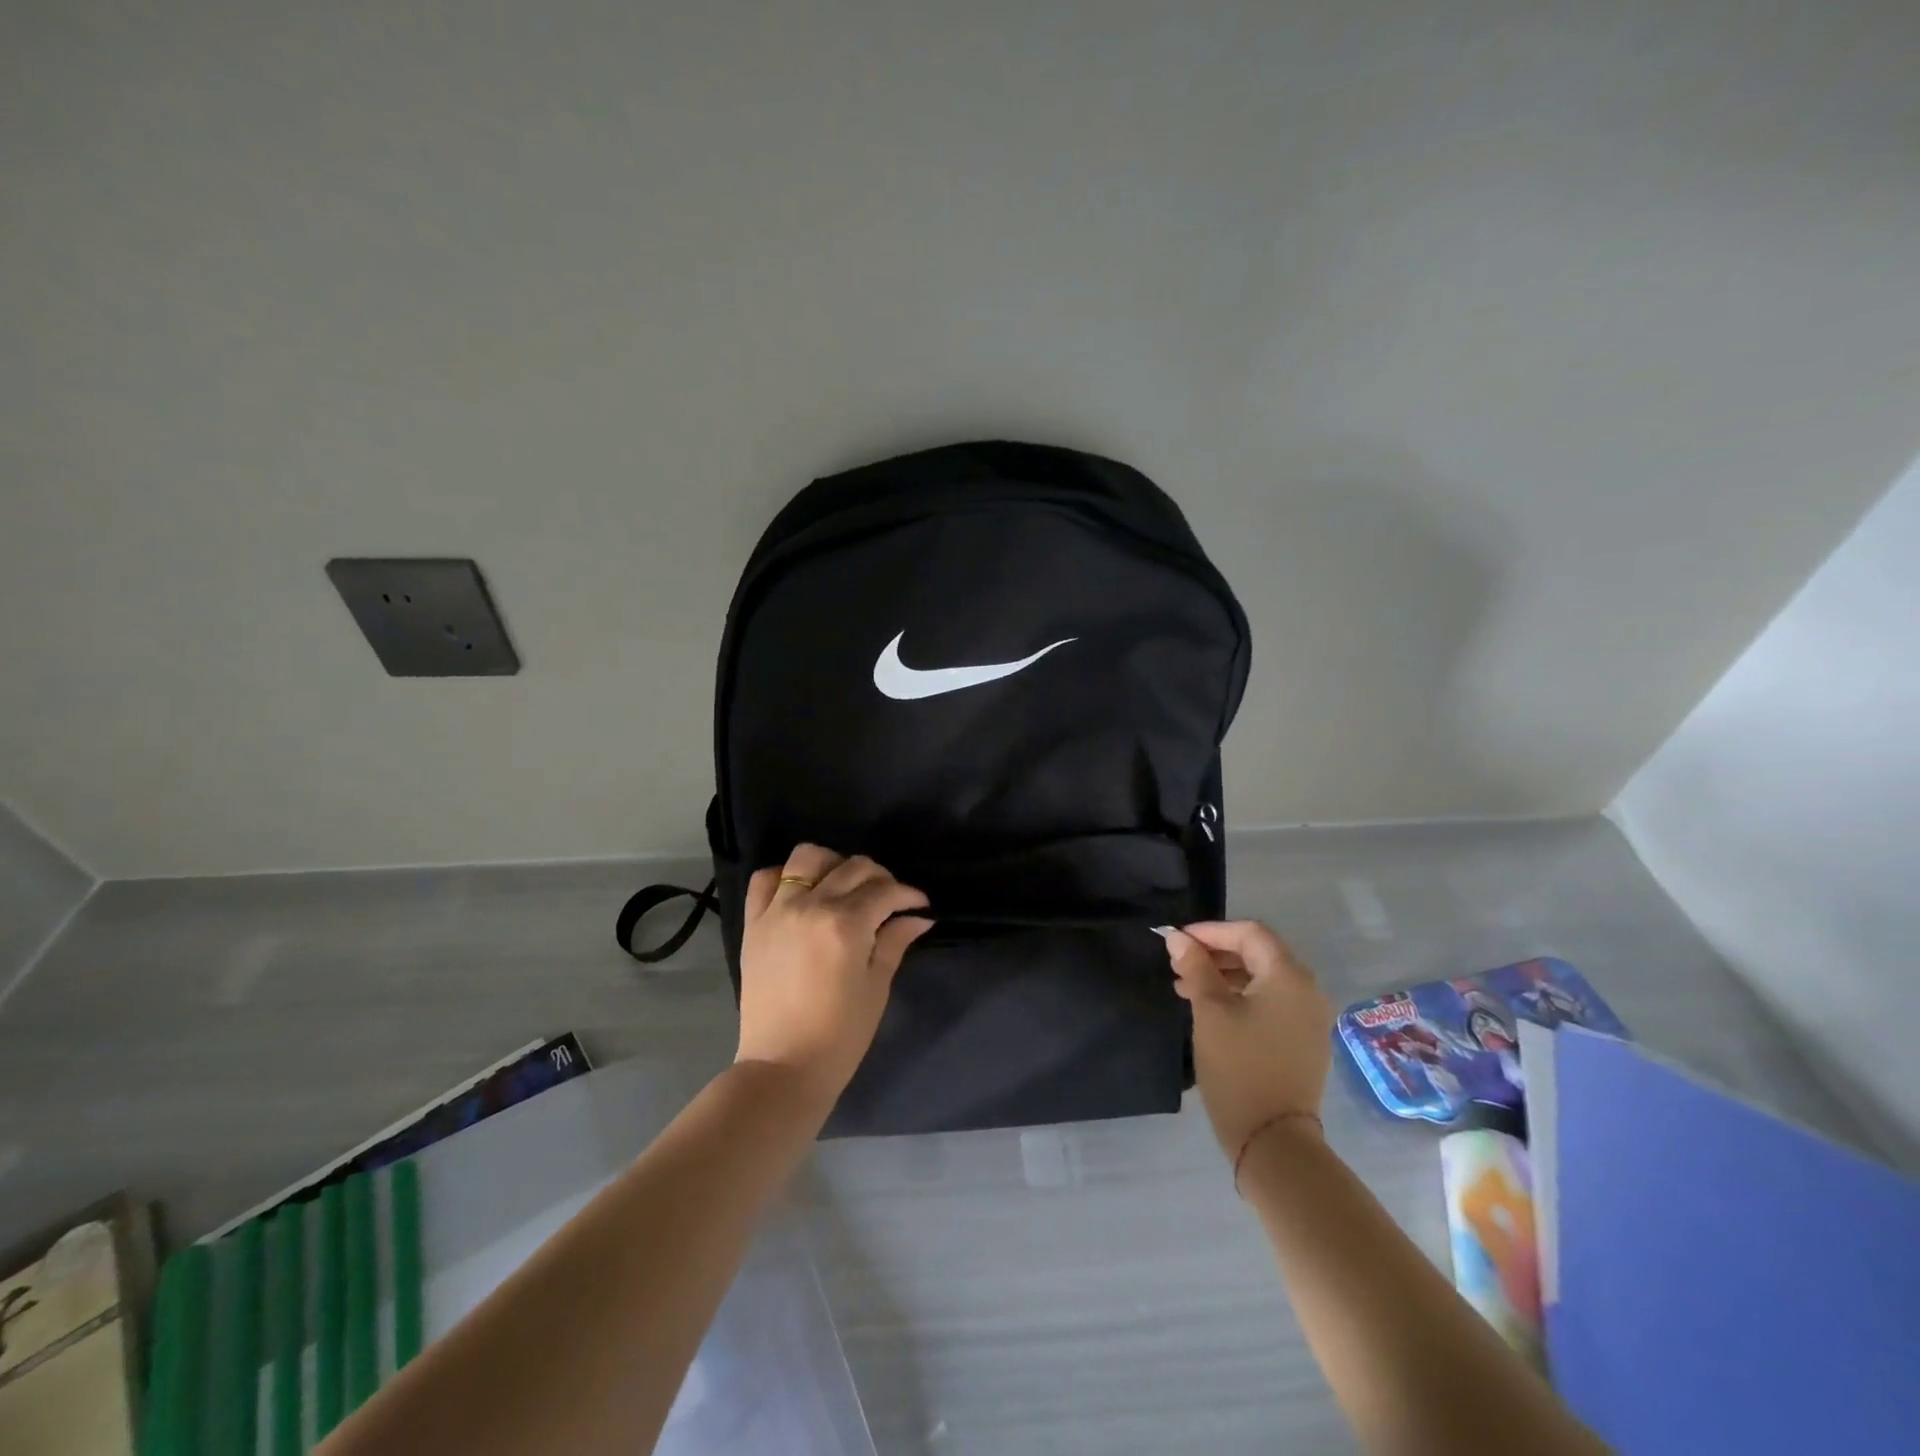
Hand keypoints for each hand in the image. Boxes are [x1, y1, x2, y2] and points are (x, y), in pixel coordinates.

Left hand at [735, 844, 932, 1104]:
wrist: (782, 1067)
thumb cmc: (840, 1034)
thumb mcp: (876, 986)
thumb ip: (894, 942)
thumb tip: (919, 917)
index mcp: (846, 925)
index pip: (884, 891)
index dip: (908, 894)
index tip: (919, 905)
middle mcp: (811, 906)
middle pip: (853, 868)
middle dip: (880, 877)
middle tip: (889, 899)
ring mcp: (777, 911)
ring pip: (807, 857)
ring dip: (833, 864)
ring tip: (843, 886)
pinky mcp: (753, 923)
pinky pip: (764, 879)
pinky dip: (785, 876)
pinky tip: (801, 892)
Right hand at [1162, 921, 1332, 1157]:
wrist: (1273, 1141)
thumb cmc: (1239, 1066)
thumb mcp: (1209, 1011)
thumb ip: (1195, 968)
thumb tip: (1179, 939)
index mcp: (1289, 976)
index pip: (1250, 933)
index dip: (1211, 931)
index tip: (1178, 941)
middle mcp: (1308, 991)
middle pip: (1259, 954)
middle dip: (1216, 954)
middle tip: (1179, 965)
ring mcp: (1309, 1019)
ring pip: (1263, 980)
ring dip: (1225, 977)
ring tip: (1187, 989)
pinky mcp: (1304, 1042)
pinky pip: (1271, 1003)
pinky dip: (1240, 998)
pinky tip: (1212, 1011)